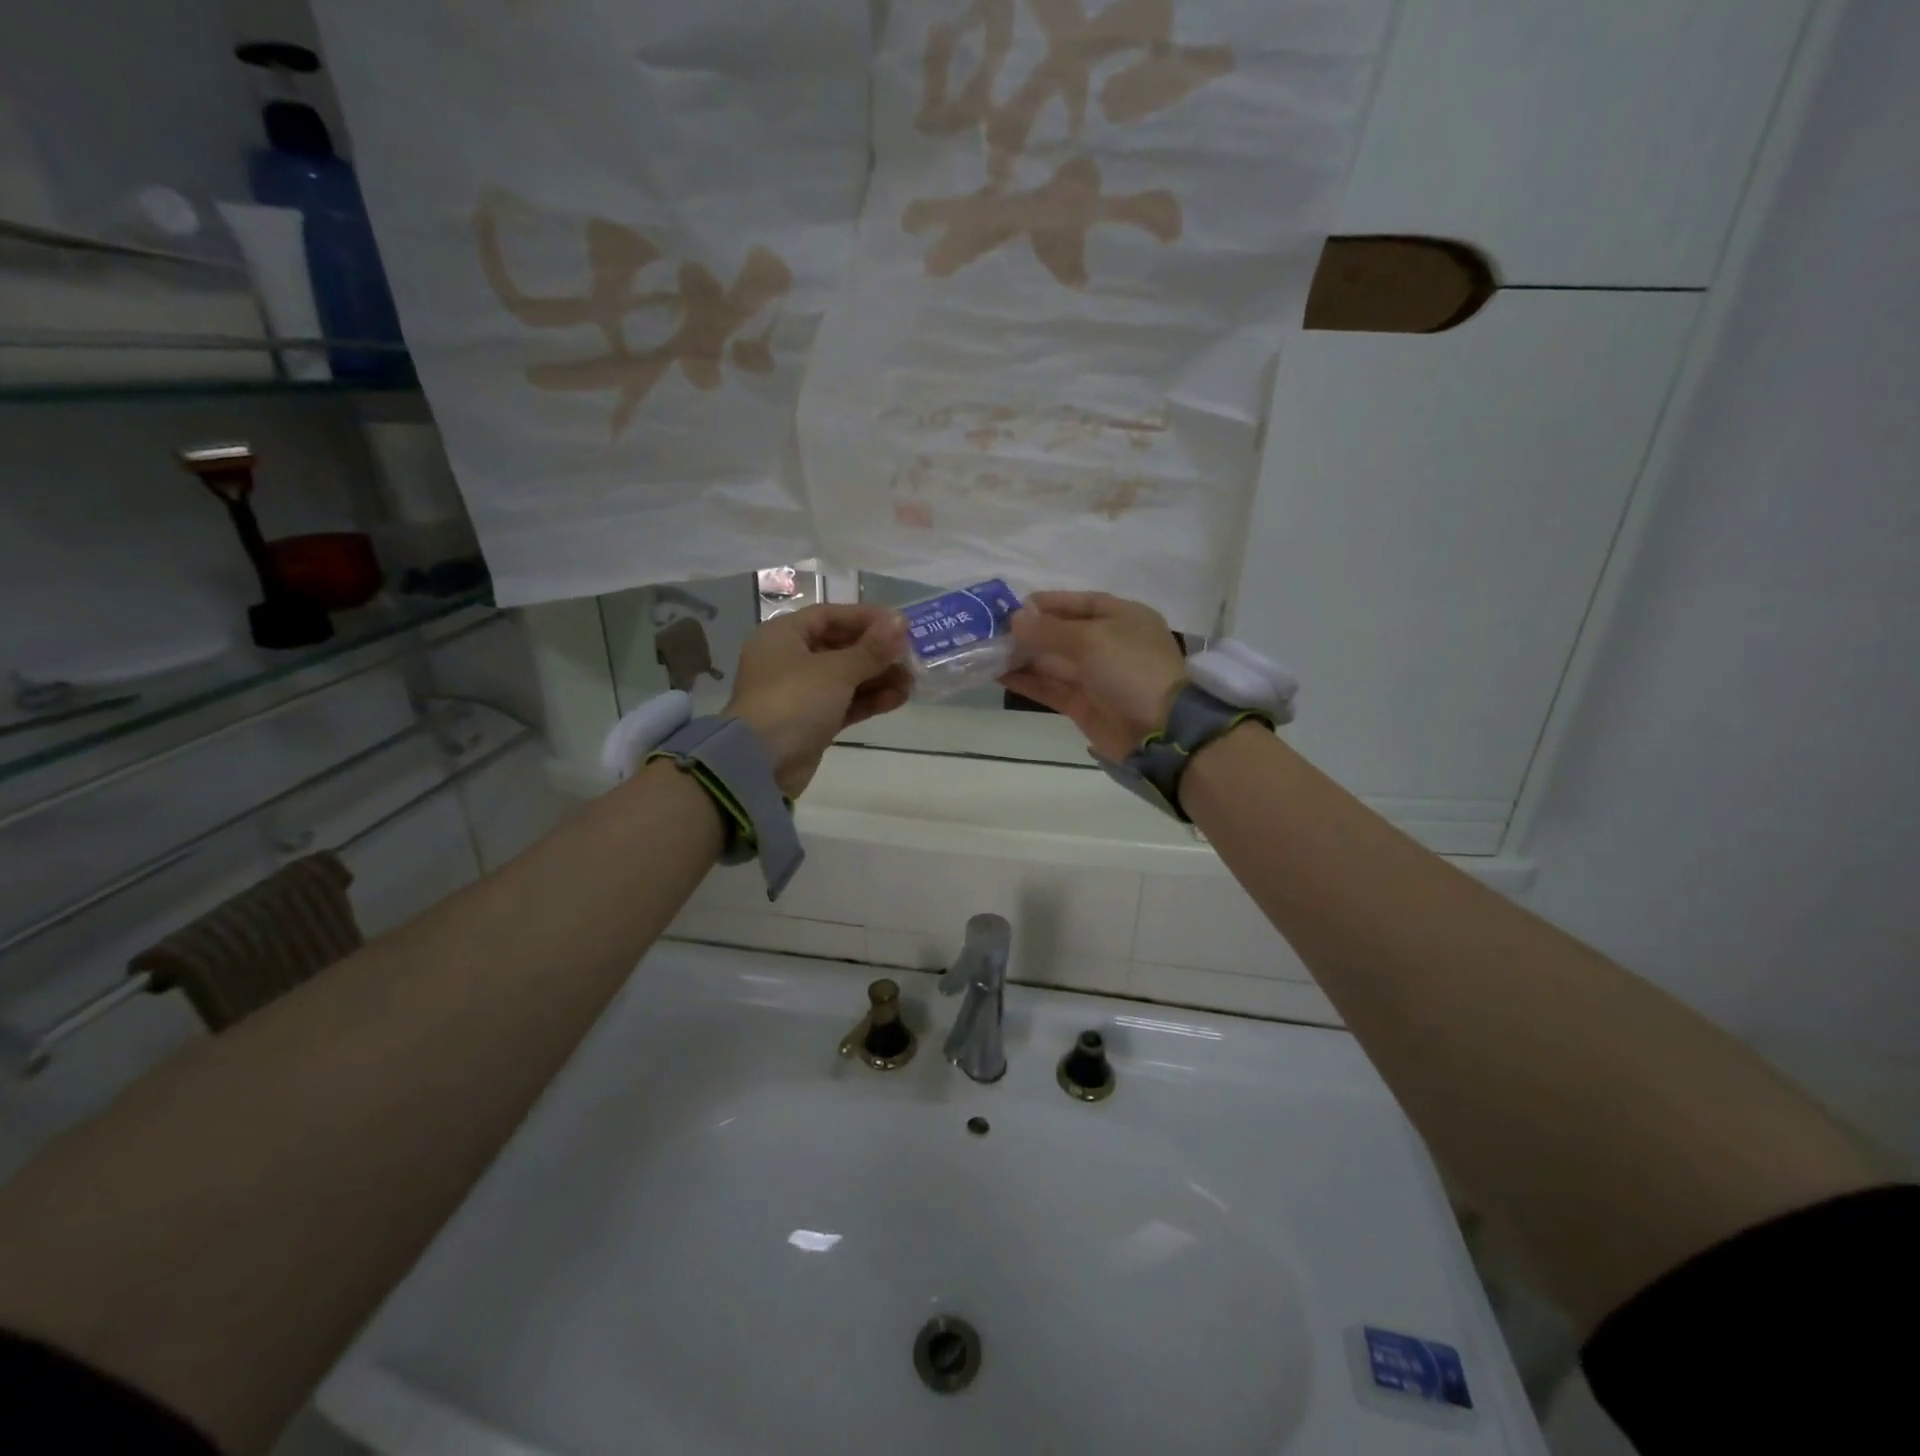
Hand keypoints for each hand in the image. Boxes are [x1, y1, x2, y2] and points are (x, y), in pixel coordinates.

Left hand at [724, 604, 910, 794]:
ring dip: (878, 678)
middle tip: (912, 658)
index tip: (901, 625)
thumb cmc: (794, 701)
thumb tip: (901, 621)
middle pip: (840, 647)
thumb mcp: (836, 670)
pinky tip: (898, 699)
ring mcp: (799, 693)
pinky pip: (844, 703)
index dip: (866, 618)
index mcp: (783, 635)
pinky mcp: (810, 722)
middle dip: (877, 653)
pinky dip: (868, 700)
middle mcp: (788, 659)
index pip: (830, 615)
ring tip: (912, 682)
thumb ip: (872, 648)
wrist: (760, 765)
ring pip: (845, 678)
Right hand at [999, 591, 1188, 760]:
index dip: (1050, 603)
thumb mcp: (1090, 639)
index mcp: (1123, 618)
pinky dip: (1027, 681)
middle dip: (1030, 631)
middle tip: (992, 630)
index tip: (1014, 606)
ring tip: (988, 651)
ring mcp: (1096, 677)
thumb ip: (1049, 629)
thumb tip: (1014, 618)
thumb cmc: (1130, 669)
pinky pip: (1051, 687)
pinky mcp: (1084, 705)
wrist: (1158, 730)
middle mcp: (1110, 644)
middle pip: (1063, 633)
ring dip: (1023, 656)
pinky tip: (999, 674)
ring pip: (1053, 662)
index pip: (1081, 603)